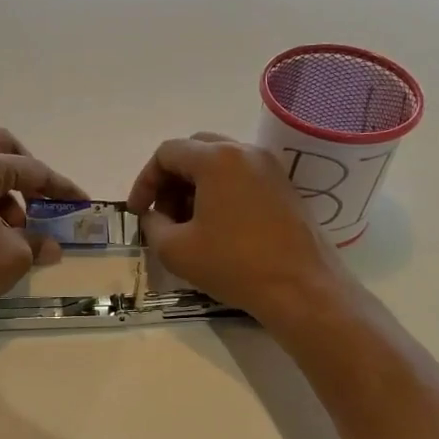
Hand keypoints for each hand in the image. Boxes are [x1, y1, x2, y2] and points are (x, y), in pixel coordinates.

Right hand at [126, 132, 349, 326]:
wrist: (301, 288)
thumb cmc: (233, 265)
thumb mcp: (175, 250)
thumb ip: (152, 225)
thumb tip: (153, 216)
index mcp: (217, 159)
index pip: (167, 153)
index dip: (144, 181)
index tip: (137, 213)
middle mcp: (245, 152)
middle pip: (195, 150)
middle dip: (170, 180)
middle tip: (162, 214)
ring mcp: (270, 167)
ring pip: (219, 163)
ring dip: (194, 186)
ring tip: (187, 224)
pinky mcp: (285, 187)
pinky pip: (242, 177)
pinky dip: (220, 192)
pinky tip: (216, 226)